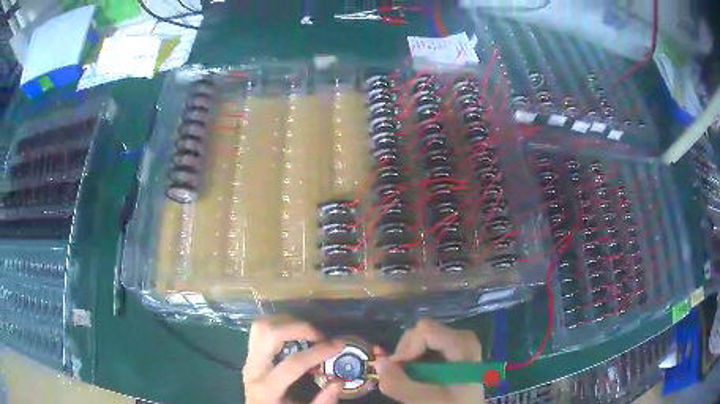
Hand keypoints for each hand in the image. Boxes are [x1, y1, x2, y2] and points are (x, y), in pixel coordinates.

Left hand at [243, 315, 343, 403]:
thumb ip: (322, 401)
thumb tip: (338, 382)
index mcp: (267, 388)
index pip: (293, 363)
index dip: (318, 352)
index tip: (339, 345)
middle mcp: (253, 368)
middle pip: (270, 334)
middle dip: (299, 328)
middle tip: (320, 336)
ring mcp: (248, 359)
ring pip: (261, 326)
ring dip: (286, 322)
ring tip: (307, 331)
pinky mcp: (249, 354)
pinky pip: (259, 330)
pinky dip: (277, 325)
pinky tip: (293, 334)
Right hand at [374, 319, 484, 403]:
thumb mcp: (424, 399)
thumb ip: (398, 383)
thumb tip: (378, 361)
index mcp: (462, 344)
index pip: (424, 330)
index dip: (406, 349)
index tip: (398, 370)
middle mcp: (461, 337)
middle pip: (421, 332)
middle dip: (405, 354)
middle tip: (402, 377)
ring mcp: (457, 343)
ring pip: (419, 339)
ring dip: (408, 360)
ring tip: (410, 380)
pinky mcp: (452, 351)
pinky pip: (425, 347)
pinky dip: (415, 361)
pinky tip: (418, 378)